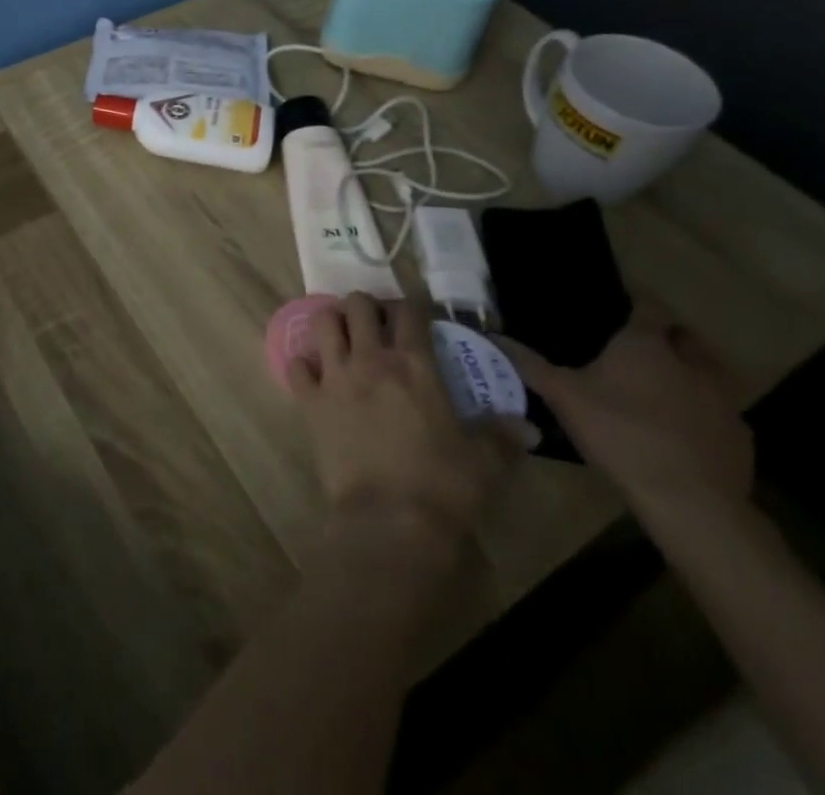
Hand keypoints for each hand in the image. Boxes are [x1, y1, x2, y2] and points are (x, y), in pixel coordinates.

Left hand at [291, 294, 533, 546]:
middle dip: (366, 306)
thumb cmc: (442, 486)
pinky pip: (295, 365)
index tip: (415, 316)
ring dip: (331, 321)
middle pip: (358, 304)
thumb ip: (502, 437)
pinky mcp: (309, 400)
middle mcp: (370, 359)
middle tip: (376, 324)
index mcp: (414, 365)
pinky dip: (303, 363)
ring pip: (323, 321)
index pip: (409, 311)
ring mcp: (334, 376)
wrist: (390, 520)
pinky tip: (313, 373)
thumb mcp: (483, 461)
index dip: (411, 306)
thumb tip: (529, 428)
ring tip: (342, 335)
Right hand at [498, 323, 752, 523]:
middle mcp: (691, 361)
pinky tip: (679, 430)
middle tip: (637, 348)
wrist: (690, 501)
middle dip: (666, 336)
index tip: (620, 303)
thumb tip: (492, 337)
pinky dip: (701, 412)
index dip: (636, 300)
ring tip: (659, 387)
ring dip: (688, 373)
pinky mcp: (740, 436)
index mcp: (647, 343)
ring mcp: (723, 400)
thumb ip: (528, 364)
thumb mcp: (562, 396)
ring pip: (708, 372)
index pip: (649, 304)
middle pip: (684, 335)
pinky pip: (720, 411)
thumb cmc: (619, 433)